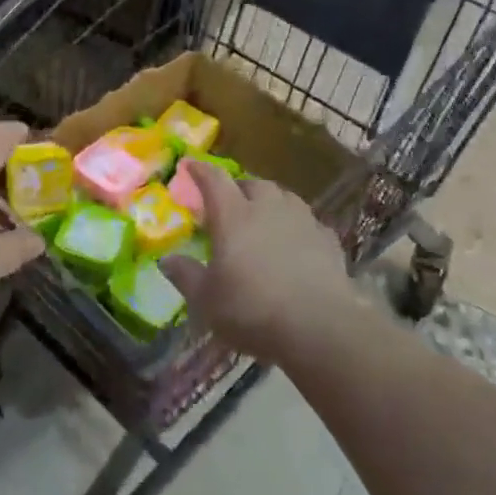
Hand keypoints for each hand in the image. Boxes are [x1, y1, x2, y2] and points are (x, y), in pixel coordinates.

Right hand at [159, 159, 357, 362]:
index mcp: (233, 215)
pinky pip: (308, 222)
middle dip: (238, 188)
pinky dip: (296, 226)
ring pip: (283, 197)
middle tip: (229, 204)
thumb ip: (186, 275)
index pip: (213, 179)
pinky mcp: (328, 240)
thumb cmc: (253, 310)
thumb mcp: (207, 300)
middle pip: (252, 184)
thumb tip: (167, 260)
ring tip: (263, 218)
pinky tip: (296, 243)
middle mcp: (268, 208)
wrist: (321, 328)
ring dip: (270, 202)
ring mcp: (302, 221)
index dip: (200, 170)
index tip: (190, 166)